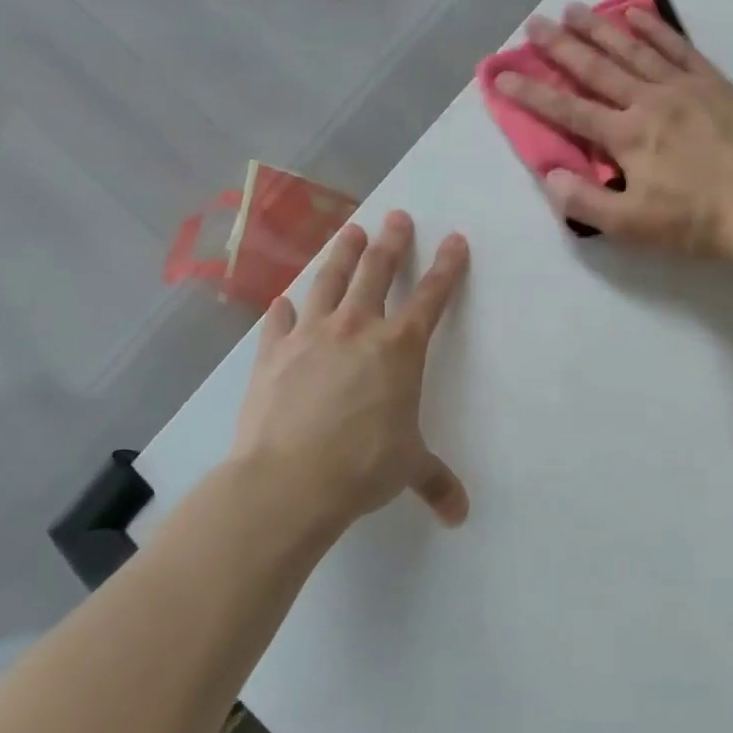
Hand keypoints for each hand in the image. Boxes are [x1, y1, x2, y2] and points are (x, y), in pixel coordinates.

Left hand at [230, 212, 470, 538]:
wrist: (288, 480)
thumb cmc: (363, 466)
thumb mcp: (409, 469)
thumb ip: (436, 483)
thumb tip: (459, 516)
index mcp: (400, 348)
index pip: (432, 297)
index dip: (448, 267)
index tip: (456, 240)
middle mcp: (357, 329)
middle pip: (377, 272)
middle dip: (392, 242)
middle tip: (397, 216)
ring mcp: (311, 336)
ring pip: (329, 281)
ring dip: (342, 254)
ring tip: (351, 230)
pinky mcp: (272, 354)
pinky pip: (280, 321)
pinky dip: (285, 309)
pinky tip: (285, 301)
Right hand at [493, 2, 732, 257]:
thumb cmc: (696, 222)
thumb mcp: (633, 226)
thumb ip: (586, 202)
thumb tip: (550, 174)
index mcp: (627, 136)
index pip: (567, 110)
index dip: (530, 93)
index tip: (501, 74)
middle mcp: (649, 101)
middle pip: (596, 68)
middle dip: (560, 47)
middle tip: (534, 24)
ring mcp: (685, 87)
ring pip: (634, 50)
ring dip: (600, 28)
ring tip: (575, 9)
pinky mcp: (715, 84)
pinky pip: (679, 47)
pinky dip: (655, 28)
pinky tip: (637, 13)